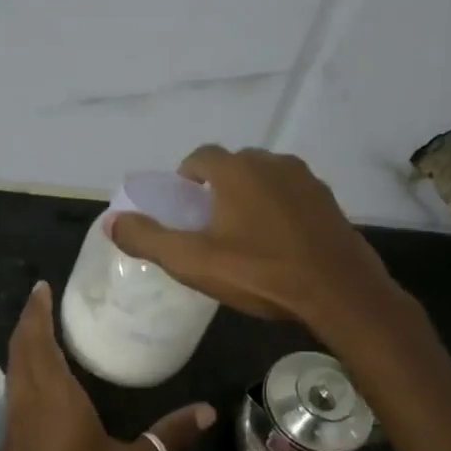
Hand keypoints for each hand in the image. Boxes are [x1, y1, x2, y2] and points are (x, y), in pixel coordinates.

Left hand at [0, 282, 213, 450]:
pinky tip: (38, 379)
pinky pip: (13, 389)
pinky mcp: (7, 440)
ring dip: (22, 343)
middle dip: (29, 319)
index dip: (37, 311)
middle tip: (43, 299)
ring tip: (42, 330)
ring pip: (12, 368)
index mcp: (54, 396)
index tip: (42, 287)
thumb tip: (207, 410)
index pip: (39, 340)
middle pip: (20, 347)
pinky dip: (22, 368)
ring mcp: (12, 421)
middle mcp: (28, 400)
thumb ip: (168, 436)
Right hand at [108, 146, 402, 336]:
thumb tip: (112, 222)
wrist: (339, 292)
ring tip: (244, 236)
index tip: (183, 209)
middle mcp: (272, 163)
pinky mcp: (328, 201)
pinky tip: (279, 243)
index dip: (185, 179)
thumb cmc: (260, 273)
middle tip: (210, 226)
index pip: (200, 157)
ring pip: (264, 179)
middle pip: (233, 166)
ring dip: (249, 197)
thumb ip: (148, 239)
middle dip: (216, 188)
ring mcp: (306, 180)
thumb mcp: (193, 261)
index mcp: (236, 171)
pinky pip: (291, 196)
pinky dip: (278, 209)